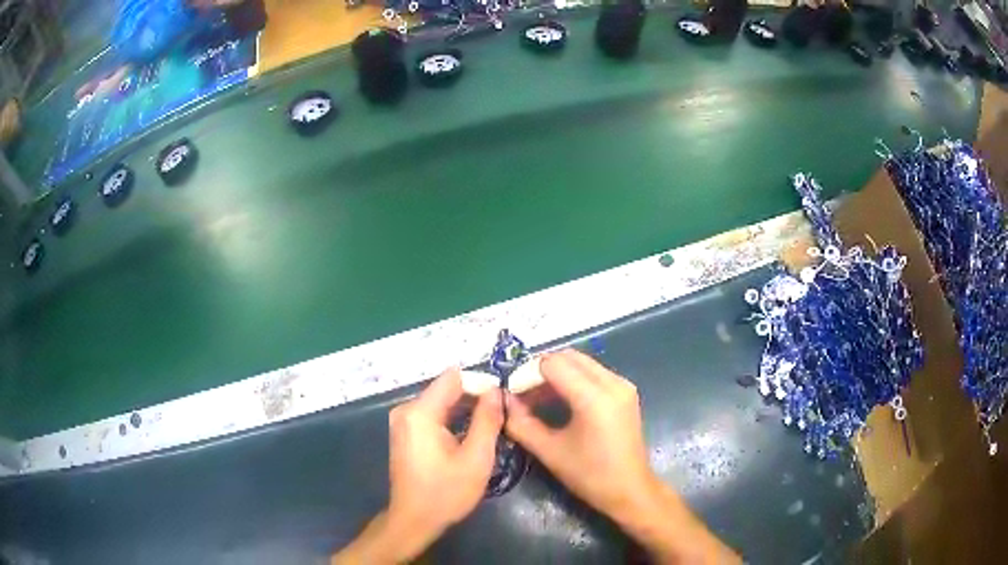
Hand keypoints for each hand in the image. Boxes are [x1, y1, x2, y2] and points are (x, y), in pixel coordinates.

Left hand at [333, 369, 502, 563]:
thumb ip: (487, 420)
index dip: (481, 384)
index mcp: (420, 412)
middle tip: (501, 416)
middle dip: (475, 398)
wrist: (413, 520)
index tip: (502, 401)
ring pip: (441, 402)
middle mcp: (406, 409)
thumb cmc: (446, 492)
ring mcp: (403, 421)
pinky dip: (452, 420)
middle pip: (446, 388)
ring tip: (490, 426)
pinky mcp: (405, 432)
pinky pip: (432, 414)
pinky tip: (469, 436)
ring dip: (465, 410)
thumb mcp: (476, 458)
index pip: (454, 377)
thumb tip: (496, 390)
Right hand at [505, 350, 655, 518]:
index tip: (512, 394)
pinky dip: (573, 379)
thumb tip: (503, 400)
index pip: (552, 364)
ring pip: (581, 362)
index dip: (527, 374)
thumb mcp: (550, 452)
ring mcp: (623, 384)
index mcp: (594, 398)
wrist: (631, 490)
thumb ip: (522, 423)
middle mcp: (612, 382)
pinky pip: (593, 372)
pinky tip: (560, 401)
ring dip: (556, 373)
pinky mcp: (626, 391)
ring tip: (537, 399)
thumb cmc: (590, 475)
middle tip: (522, 394)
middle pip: (568, 357)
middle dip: (541, 370)